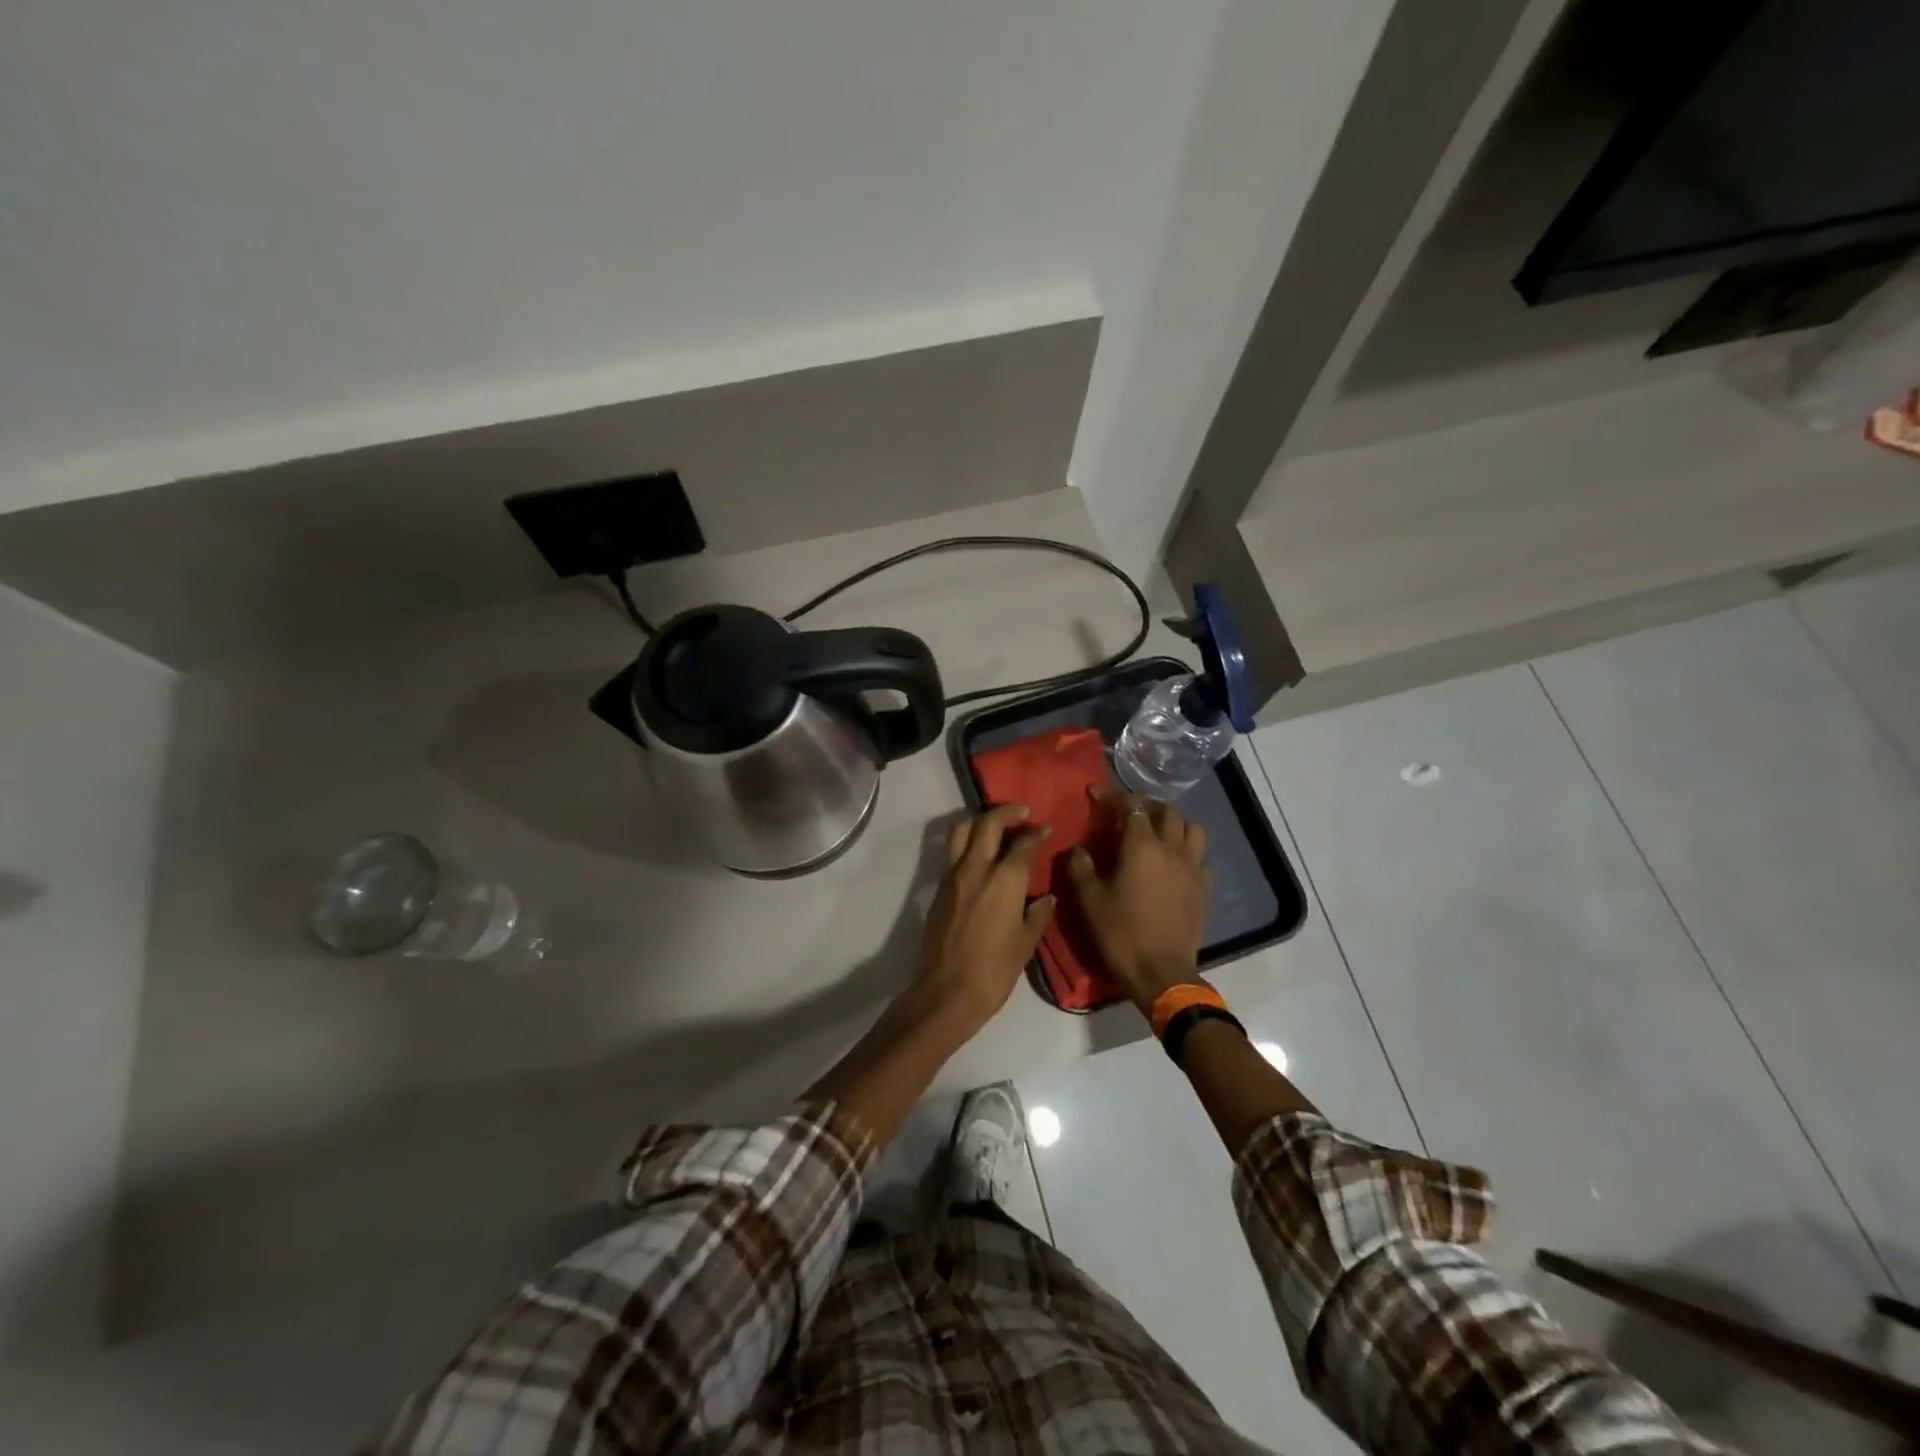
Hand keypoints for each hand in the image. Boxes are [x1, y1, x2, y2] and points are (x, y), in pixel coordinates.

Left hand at [915, 805, 1053, 1033]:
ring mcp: (952, 876)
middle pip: (987, 823)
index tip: (1045, 829)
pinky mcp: (939, 888)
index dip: (1036, 832)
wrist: (946, 991)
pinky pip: (953, 852)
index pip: (1023, 843)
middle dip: (1006, 812)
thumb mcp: (1026, 943)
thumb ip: (1037, 915)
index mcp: (1004, 879)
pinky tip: (980, 856)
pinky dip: (967, 843)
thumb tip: (1046, 897)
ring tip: (996, 825)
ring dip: (980, 821)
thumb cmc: (994, 970)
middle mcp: (976, 868)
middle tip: (1021, 812)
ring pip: (962, 831)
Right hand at [1065, 790, 1209, 1011]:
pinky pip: (1201, 857)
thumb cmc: (1122, 934)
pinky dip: (1187, 851)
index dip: (1113, 796)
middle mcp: (1172, 849)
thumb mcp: (1089, 901)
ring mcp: (1193, 868)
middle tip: (1128, 813)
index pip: (1131, 806)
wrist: (1162, 974)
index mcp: (1143, 846)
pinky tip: (1174, 863)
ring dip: (1174, 824)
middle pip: (1167, 811)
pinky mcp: (1204, 889)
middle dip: (1146, 805)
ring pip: (1193, 829)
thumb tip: (1078, 850)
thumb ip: (1080, 868)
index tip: (1095, 794)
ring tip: (1156, 833)